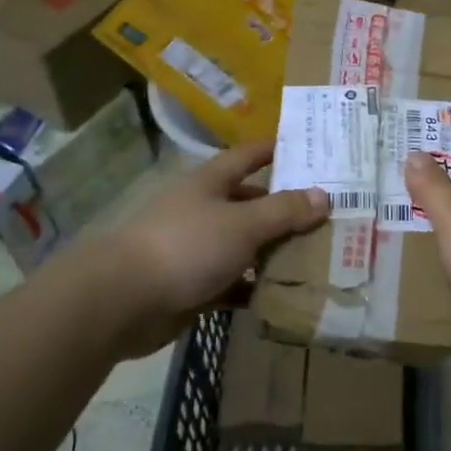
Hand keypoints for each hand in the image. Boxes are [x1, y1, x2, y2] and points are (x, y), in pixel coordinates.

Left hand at [93, 139, 327, 355]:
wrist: (123, 301)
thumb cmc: (186, 246)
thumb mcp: (243, 223)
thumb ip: (284, 211)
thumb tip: (324, 195)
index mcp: (210, 183)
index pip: (247, 156)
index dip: (274, 149)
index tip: (307, 149)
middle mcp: (203, 210)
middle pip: (250, 203)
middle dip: (284, 208)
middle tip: (326, 214)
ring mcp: (196, 249)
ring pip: (243, 245)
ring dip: (273, 251)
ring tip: (316, 256)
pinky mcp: (192, 286)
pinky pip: (232, 283)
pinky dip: (254, 287)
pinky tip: (283, 294)